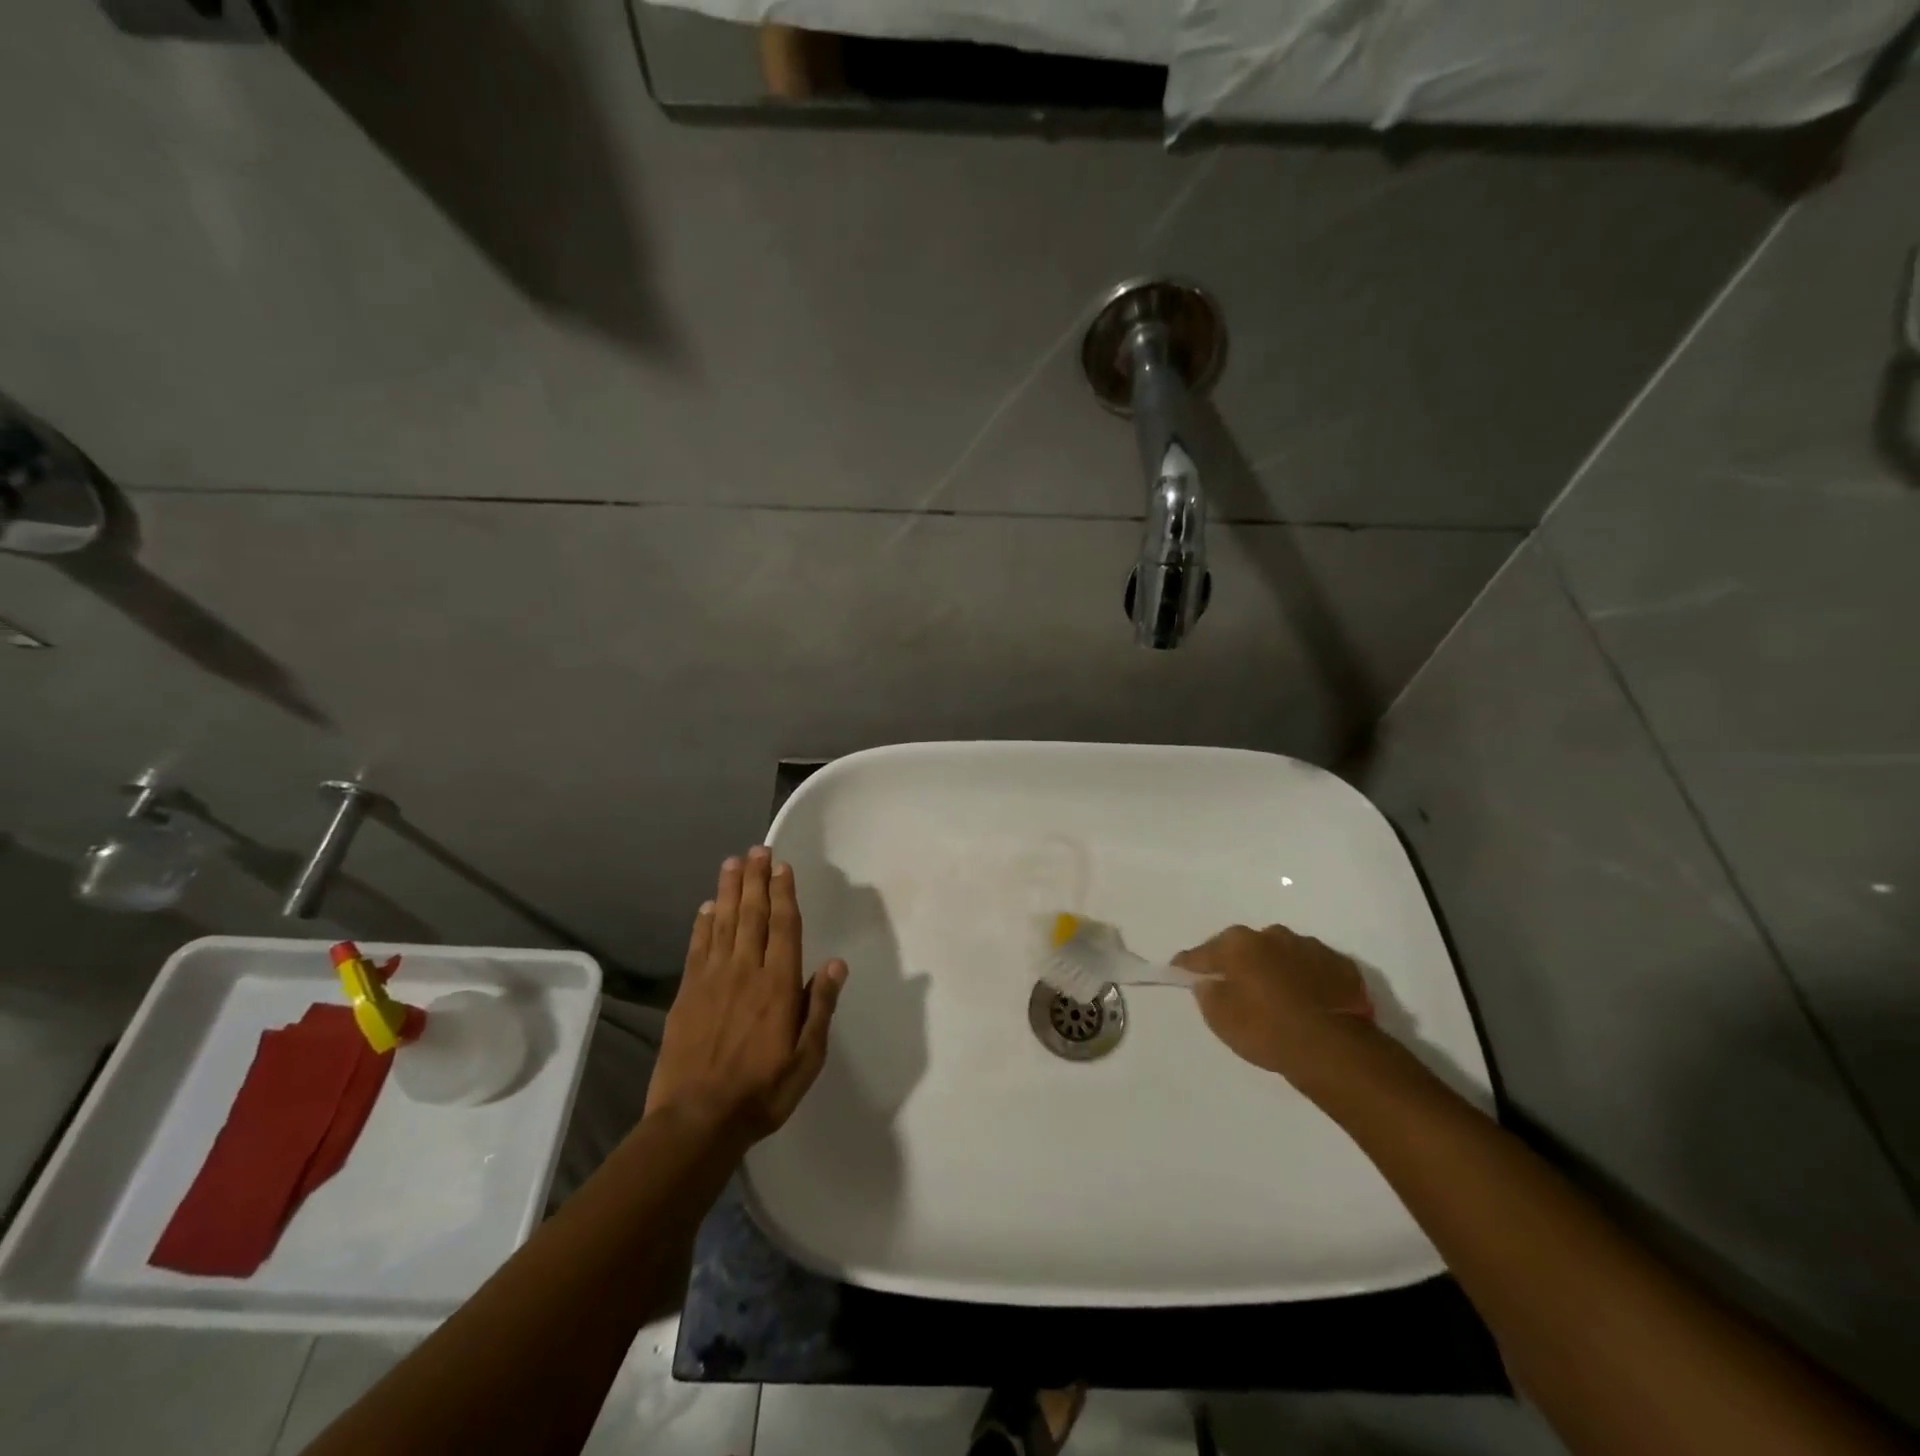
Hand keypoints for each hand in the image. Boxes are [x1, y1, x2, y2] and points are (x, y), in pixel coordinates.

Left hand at [647, 847, 847, 1146]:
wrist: (696, 1120)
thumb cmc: (762, 1091)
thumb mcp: (807, 1058)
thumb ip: (819, 1007)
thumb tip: (836, 963)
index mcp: (778, 985)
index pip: (783, 927)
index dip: (783, 894)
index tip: (782, 866)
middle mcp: (745, 972)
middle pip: (751, 915)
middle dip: (756, 879)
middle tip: (757, 849)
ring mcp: (711, 980)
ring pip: (723, 923)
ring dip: (729, 891)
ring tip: (733, 863)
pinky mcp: (686, 994)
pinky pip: (697, 948)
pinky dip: (703, 924)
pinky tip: (707, 907)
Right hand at [1174, 923, 1373, 1082]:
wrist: (1335, 1048)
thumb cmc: (1268, 1030)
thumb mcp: (1221, 1019)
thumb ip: (1208, 993)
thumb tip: (1209, 981)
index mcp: (1239, 944)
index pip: (1203, 953)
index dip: (1189, 964)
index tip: (1180, 970)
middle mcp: (1272, 935)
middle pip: (1244, 948)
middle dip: (1237, 963)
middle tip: (1234, 986)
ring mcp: (1309, 947)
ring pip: (1280, 954)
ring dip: (1274, 968)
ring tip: (1276, 996)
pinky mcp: (1341, 964)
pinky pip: (1312, 968)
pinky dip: (1305, 979)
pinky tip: (1307, 1001)